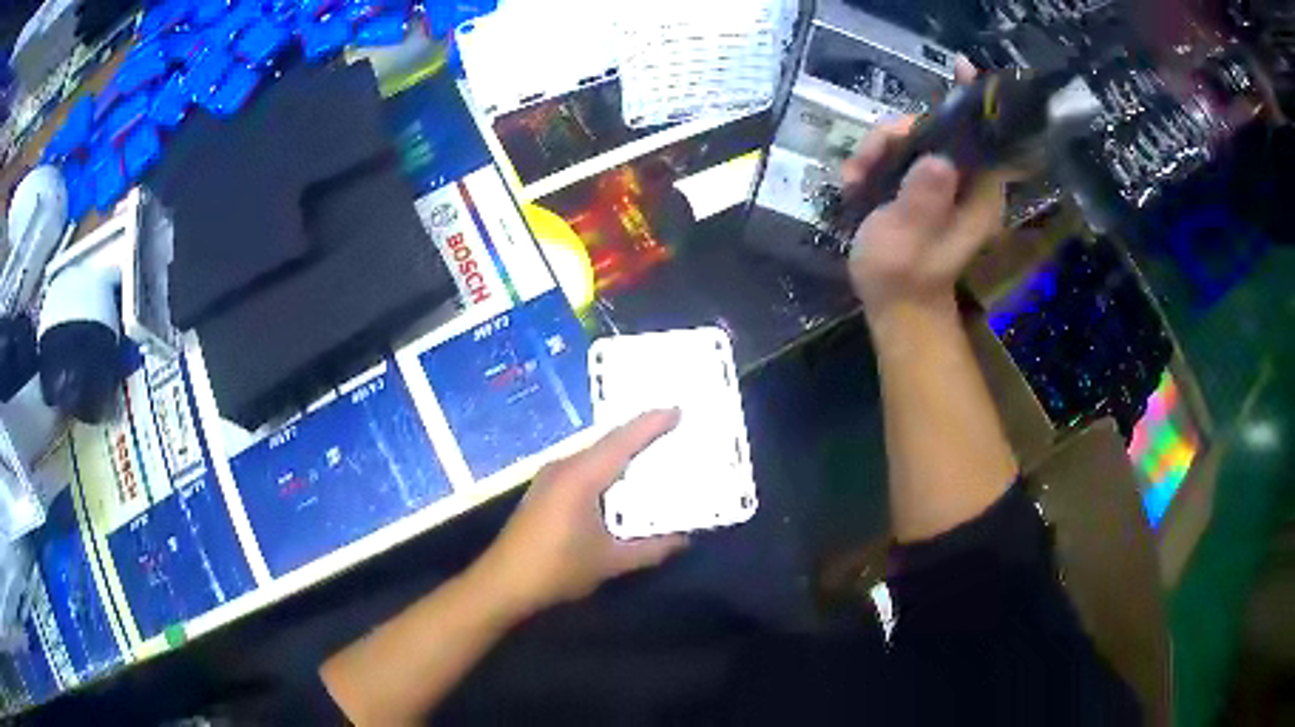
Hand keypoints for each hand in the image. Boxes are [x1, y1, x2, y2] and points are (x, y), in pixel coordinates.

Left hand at [474, 410, 687, 615]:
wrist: (503, 583)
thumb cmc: (557, 569)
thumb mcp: (610, 562)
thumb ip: (651, 550)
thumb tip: (684, 540)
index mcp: (582, 477)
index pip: (623, 441)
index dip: (651, 424)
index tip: (678, 410)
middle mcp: (565, 467)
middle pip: (608, 441)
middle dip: (640, 432)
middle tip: (672, 425)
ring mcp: (550, 477)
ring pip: (594, 452)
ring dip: (622, 448)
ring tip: (653, 446)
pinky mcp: (544, 489)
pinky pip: (583, 464)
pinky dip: (606, 463)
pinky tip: (618, 476)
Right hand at [842, 59, 1008, 324]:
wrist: (895, 305)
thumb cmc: (904, 278)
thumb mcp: (908, 239)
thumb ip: (922, 200)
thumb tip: (936, 159)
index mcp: (978, 194)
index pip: (985, 138)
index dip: (973, 101)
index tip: (961, 68)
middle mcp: (966, 183)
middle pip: (937, 130)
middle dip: (897, 134)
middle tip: (867, 158)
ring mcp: (943, 184)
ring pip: (912, 140)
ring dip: (877, 150)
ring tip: (854, 179)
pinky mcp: (922, 187)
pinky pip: (899, 155)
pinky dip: (874, 162)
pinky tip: (854, 183)